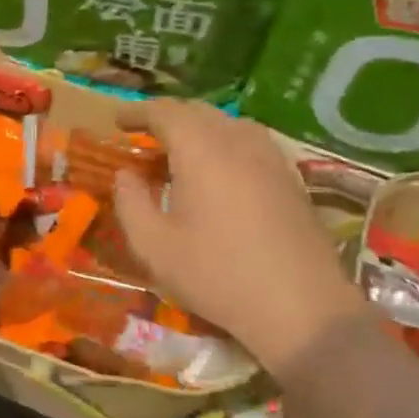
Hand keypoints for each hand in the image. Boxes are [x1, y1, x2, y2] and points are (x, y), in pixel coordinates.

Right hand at [111, 101, 364, 378]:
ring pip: (228, 124)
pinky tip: (220, 174)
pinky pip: (250, 143)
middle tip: (144, 137)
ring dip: (198, 130)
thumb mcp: (154, 246)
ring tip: (180, 154)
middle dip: (167, 118)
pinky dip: (225, 145)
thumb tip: (126, 175)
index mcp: (201, 149)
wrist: (301, 306)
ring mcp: (271, 157)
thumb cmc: (217, 274)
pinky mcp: (291, 178)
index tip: (117, 120)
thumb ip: (130, 202)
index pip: (165, 112)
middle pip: (198, 112)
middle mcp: (238, 140)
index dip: (138, 111)